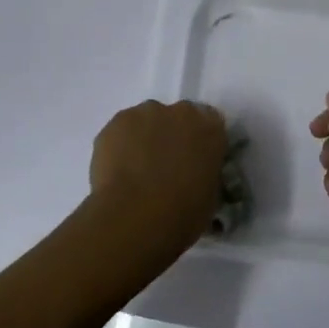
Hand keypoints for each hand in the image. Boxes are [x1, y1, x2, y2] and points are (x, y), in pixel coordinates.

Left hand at [82, 100, 228, 274]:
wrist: (137, 215)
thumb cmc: (184, 212)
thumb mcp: (211, 197)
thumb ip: (206, 175)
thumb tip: (196, 177)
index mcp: (211, 129)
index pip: (210, 124)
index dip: (199, 142)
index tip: (192, 160)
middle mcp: (182, 112)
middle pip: (177, 117)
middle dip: (171, 136)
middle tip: (163, 167)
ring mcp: (147, 112)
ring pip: (147, 121)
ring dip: (145, 138)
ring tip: (135, 172)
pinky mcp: (118, 121)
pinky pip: (122, 131)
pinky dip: (120, 145)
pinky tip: (117, 171)